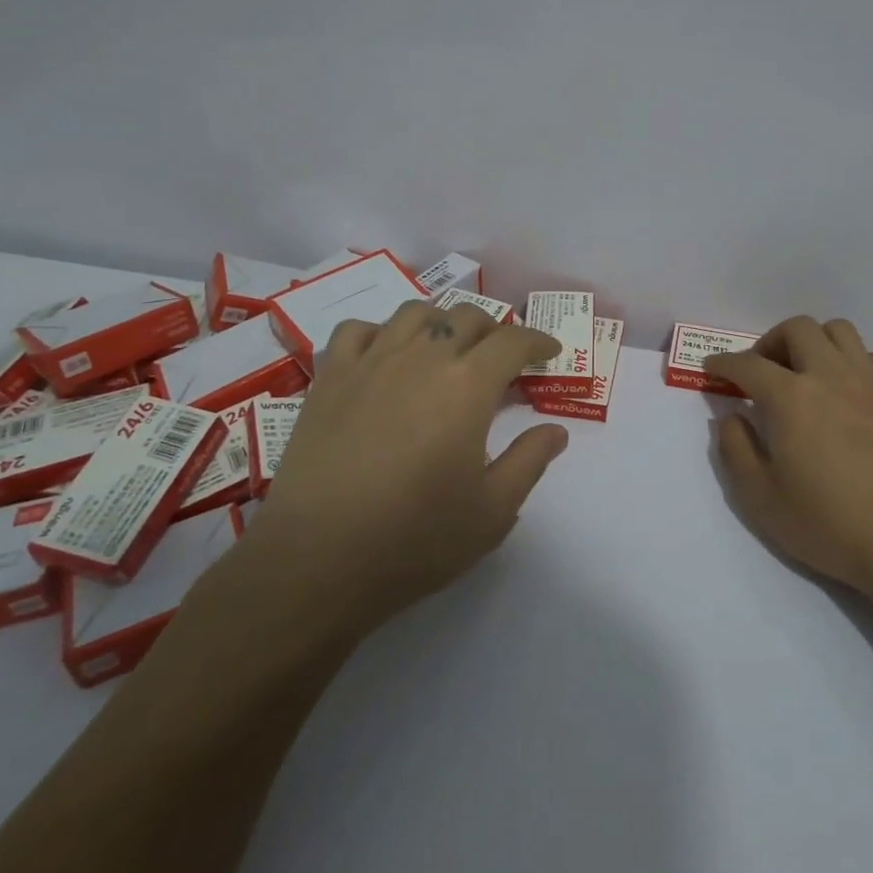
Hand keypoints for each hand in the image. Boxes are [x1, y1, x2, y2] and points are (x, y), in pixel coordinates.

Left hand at [240, 300, 570, 632]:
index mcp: (468, 385)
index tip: (549, 353)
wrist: (316, 560)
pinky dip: (380, 333)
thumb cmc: (414, 538)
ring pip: (414, 313)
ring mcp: (371, 362)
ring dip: (441, 322)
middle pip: (466, 317)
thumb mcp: (492, 512)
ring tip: (446, 347)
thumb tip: (555, 430)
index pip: (513, 341)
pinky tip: (385, 356)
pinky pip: (357, 330)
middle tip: (501, 358)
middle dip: (494, 330)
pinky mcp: (329, 378)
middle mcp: (422, 357)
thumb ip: (529, 461)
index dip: (537, 341)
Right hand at [707, 316, 872, 596]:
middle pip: (797, 329)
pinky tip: (844, 390)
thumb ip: (735, 449)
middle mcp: (830, 376)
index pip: (748, 364)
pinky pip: (870, 356)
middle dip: (770, 342)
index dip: (723, 363)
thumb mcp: (760, 497)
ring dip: (813, 342)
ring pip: (838, 331)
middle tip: (761, 371)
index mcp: (791, 398)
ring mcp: (869, 382)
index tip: (712, 369)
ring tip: (804, 372)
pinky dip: (849, 361)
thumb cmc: (827, 523)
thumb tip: (730, 417)